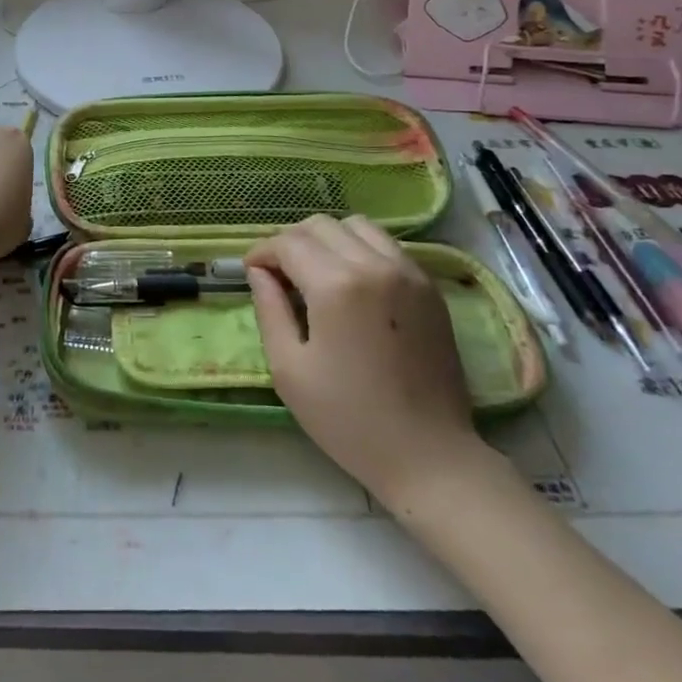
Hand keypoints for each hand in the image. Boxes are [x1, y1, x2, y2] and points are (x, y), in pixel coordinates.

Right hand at [247, 215, 484, 502]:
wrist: (429, 455)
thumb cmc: (349, 419)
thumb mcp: (290, 369)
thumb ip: (269, 310)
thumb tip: (259, 272)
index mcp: (337, 286)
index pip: (289, 243)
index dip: (262, 252)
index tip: (251, 272)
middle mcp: (375, 265)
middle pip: (321, 225)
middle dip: (291, 241)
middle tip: (279, 274)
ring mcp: (409, 273)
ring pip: (357, 226)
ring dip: (328, 240)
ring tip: (316, 273)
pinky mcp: (430, 287)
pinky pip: (387, 246)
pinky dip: (361, 249)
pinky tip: (352, 284)